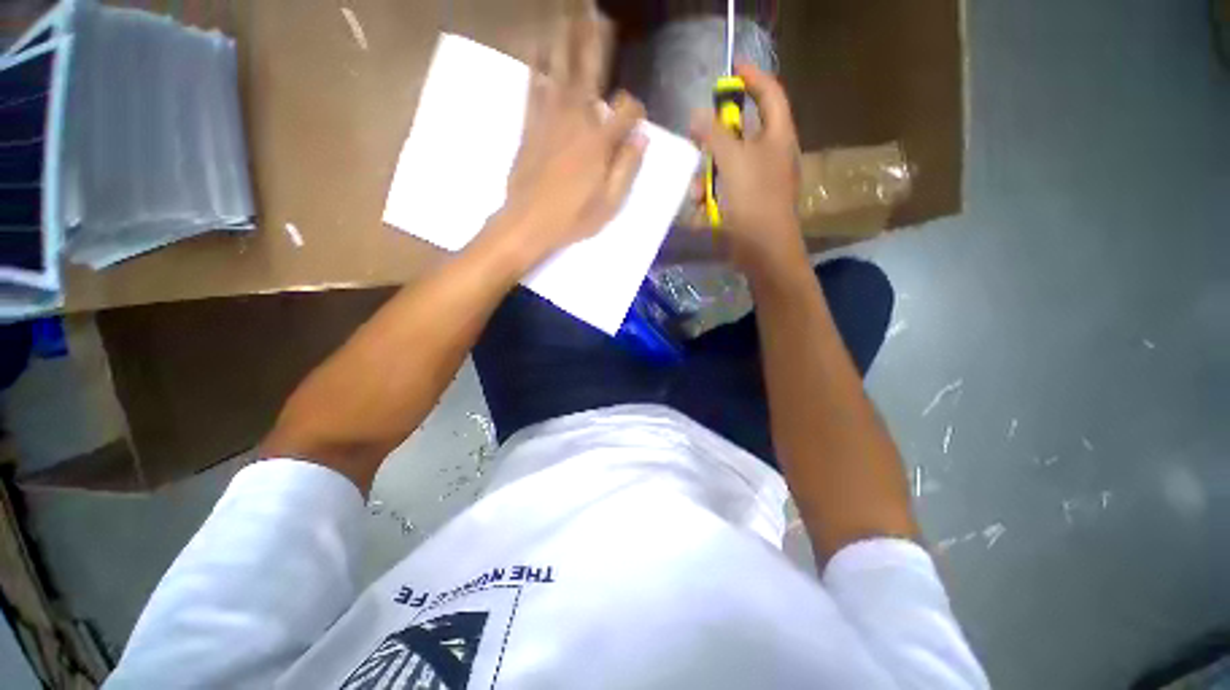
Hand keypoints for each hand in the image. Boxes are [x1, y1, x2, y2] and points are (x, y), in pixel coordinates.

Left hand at [490, 18, 647, 270]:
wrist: (527, 222)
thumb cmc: (572, 218)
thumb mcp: (609, 204)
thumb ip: (627, 168)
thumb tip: (642, 137)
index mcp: (600, 143)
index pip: (627, 109)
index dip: (635, 110)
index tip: (636, 122)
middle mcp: (576, 120)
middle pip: (590, 72)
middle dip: (597, 42)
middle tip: (600, 15)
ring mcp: (549, 119)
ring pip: (559, 70)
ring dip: (565, 40)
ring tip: (569, 14)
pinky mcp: (529, 125)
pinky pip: (533, 87)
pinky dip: (535, 65)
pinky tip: (537, 48)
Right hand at [690, 63, 804, 275]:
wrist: (762, 250)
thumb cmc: (754, 201)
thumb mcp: (733, 161)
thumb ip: (714, 134)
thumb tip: (696, 116)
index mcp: (777, 136)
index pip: (769, 93)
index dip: (752, 77)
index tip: (729, 69)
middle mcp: (769, 154)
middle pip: (739, 132)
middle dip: (714, 139)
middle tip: (696, 142)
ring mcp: (756, 180)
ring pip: (725, 164)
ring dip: (707, 175)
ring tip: (697, 192)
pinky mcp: (744, 202)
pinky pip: (723, 188)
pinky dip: (710, 194)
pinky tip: (700, 206)